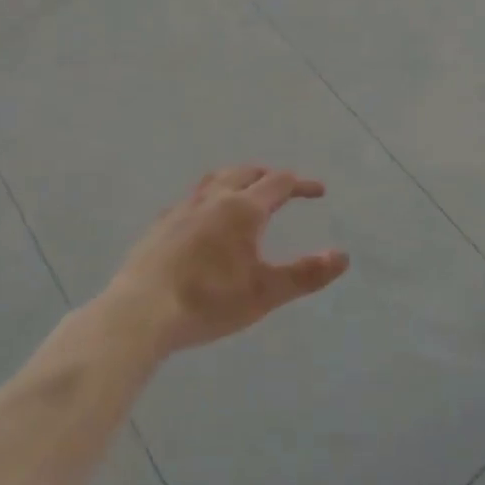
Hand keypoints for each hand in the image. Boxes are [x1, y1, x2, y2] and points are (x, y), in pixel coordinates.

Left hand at [106, 167, 349, 354]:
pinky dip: (208, 198)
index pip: (279, 183)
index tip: (319, 191)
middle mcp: (213, 199)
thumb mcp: (265, 293)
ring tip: (243, 190)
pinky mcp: (160, 225)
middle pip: (246, 173)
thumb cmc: (209, 301)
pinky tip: (202, 218)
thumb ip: (306, 274)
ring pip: (215, 180)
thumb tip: (343, 256)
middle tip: (283, 186)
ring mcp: (182, 209)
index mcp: (243, 209)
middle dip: (268, 176)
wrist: (141, 311)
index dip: (302, 185)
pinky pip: (191, 199)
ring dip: (236, 178)